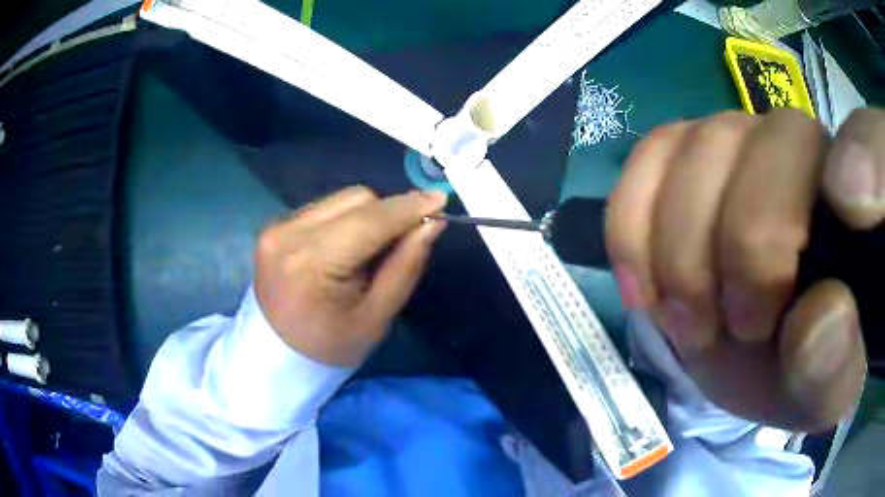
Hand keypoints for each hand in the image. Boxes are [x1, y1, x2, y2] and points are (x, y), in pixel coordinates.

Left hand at [254, 186, 447, 366]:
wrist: (277, 356)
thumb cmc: (330, 346)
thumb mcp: (376, 317)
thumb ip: (405, 265)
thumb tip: (432, 223)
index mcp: (311, 263)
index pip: (370, 221)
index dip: (409, 207)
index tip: (441, 200)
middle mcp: (288, 234)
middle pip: (356, 199)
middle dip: (388, 213)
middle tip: (404, 240)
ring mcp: (277, 227)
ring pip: (341, 199)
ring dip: (367, 216)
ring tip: (369, 251)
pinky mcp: (274, 226)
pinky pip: (324, 208)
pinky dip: (345, 221)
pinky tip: (345, 249)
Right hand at [606, 108, 884, 431]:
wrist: (752, 353)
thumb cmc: (800, 370)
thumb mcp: (820, 392)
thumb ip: (832, 366)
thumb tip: (822, 315)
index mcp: (865, 206)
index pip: (874, 140)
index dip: (868, 158)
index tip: (846, 224)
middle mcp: (813, 148)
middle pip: (779, 141)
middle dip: (746, 244)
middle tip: (731, 328)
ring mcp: (748, 138)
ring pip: (706, 143)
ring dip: (683, 246)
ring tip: (688, 319)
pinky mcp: (691, 151)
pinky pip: (652, 153)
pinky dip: (635, 220)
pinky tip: (645, 283)